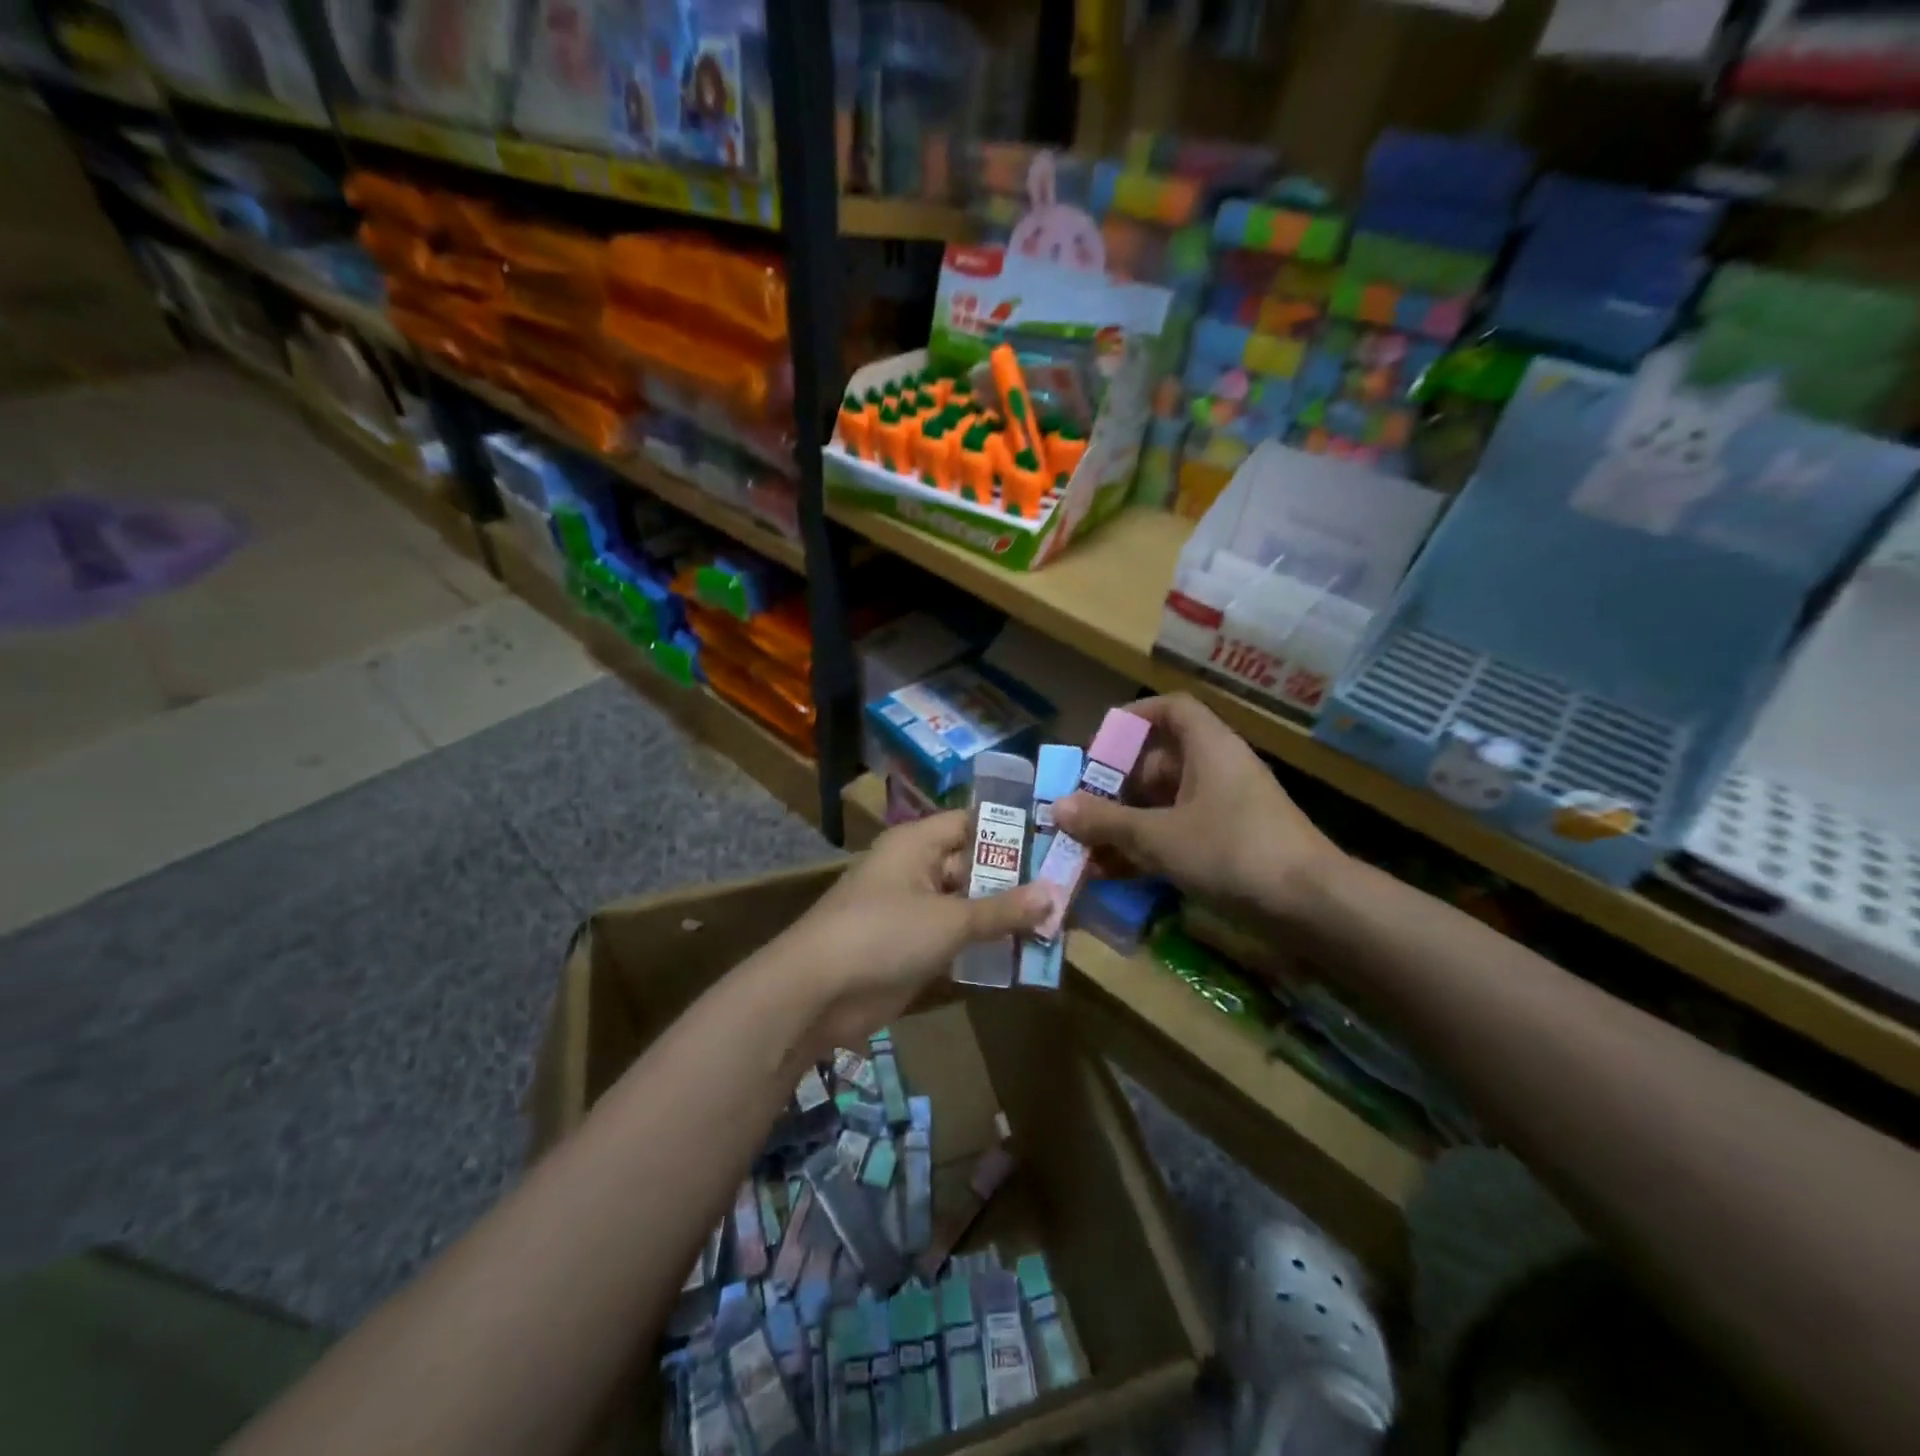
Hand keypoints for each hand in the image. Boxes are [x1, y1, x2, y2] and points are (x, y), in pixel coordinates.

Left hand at [770, 811, 1050, 1052]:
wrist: (817, 993)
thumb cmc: (884, 934)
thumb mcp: (950, 919)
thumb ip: (1002, 909)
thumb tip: (1053, 894)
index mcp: (917, 844)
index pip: (971, 823)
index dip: (1011, 831)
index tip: (1056, 841)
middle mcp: (914, 870)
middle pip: (972, 866)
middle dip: (1015, 881)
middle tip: (1068, 891)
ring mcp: (911, 911)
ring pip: (966, 905)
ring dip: (1002, 917)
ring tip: (1057, 924)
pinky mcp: (909, 949)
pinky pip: (954, 939)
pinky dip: (982, 946)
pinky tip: (1022, 955)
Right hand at [1051, 694, 1341, 922]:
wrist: (1311, 906)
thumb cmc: (1232, 851)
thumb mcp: (1159, 836)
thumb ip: (1107, 821)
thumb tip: (1058, 807)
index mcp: (1209, 748)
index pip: (1171, 710)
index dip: (1133, 718)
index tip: (1098, 744)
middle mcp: (1218, 770)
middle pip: (1160, 762)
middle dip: (1116, 785)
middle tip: (1081, 807)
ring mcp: (1226, 809)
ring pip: (1165, 804)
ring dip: (1127, 823)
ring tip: (1087, 847)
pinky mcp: (1231, 844)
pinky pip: (1179, 834)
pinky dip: (1149, 848)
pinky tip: (1115, 874)